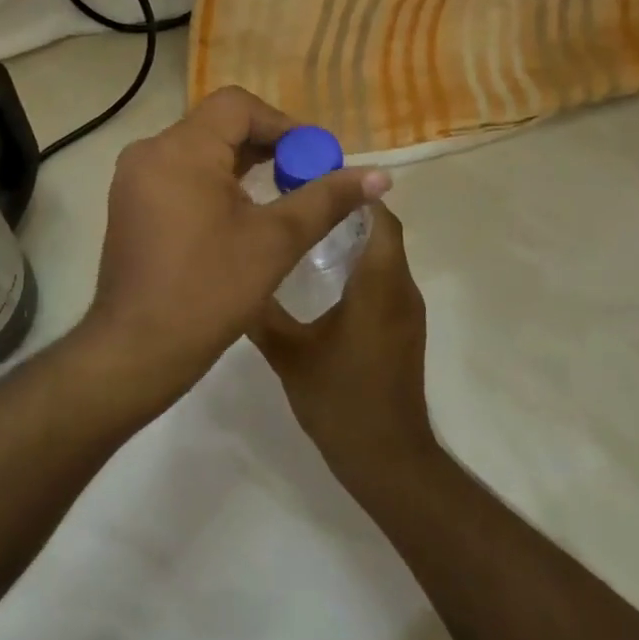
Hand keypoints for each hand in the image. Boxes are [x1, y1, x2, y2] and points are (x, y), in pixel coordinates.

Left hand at [81, 87, 390, 411]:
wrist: (138, 347)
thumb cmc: (209, 290)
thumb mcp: (275, 241)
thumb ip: (326, 199)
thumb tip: (379, 175)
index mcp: (180, 149)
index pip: (237, 106)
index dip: (283, 124)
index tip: (314, 158)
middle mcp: (149, 151)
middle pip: (217, 125)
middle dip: (266, 145)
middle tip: (305, 177)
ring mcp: (133, 178)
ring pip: (197, 149)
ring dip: (240, 164)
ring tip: (280, 193)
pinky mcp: (130, 202)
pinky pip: (178, 172)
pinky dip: (213, 180)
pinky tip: (240, 212)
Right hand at [250, 204, 437, 485]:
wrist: (387, 459)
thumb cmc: (341, 399)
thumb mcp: (289, 353)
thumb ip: (261, 311)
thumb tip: (233, 276)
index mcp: (379, 285)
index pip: (378, 218)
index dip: (351, 193)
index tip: (311, 179)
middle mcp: (400, 289)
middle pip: (381, 231)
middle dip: (345, 210)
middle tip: (297, 200)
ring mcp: (405, 311)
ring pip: (383, 255)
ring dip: (351, 236)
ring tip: (302, 229)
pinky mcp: (401, 328)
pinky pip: (382, 278)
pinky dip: (357, 263)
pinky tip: (319, 273)